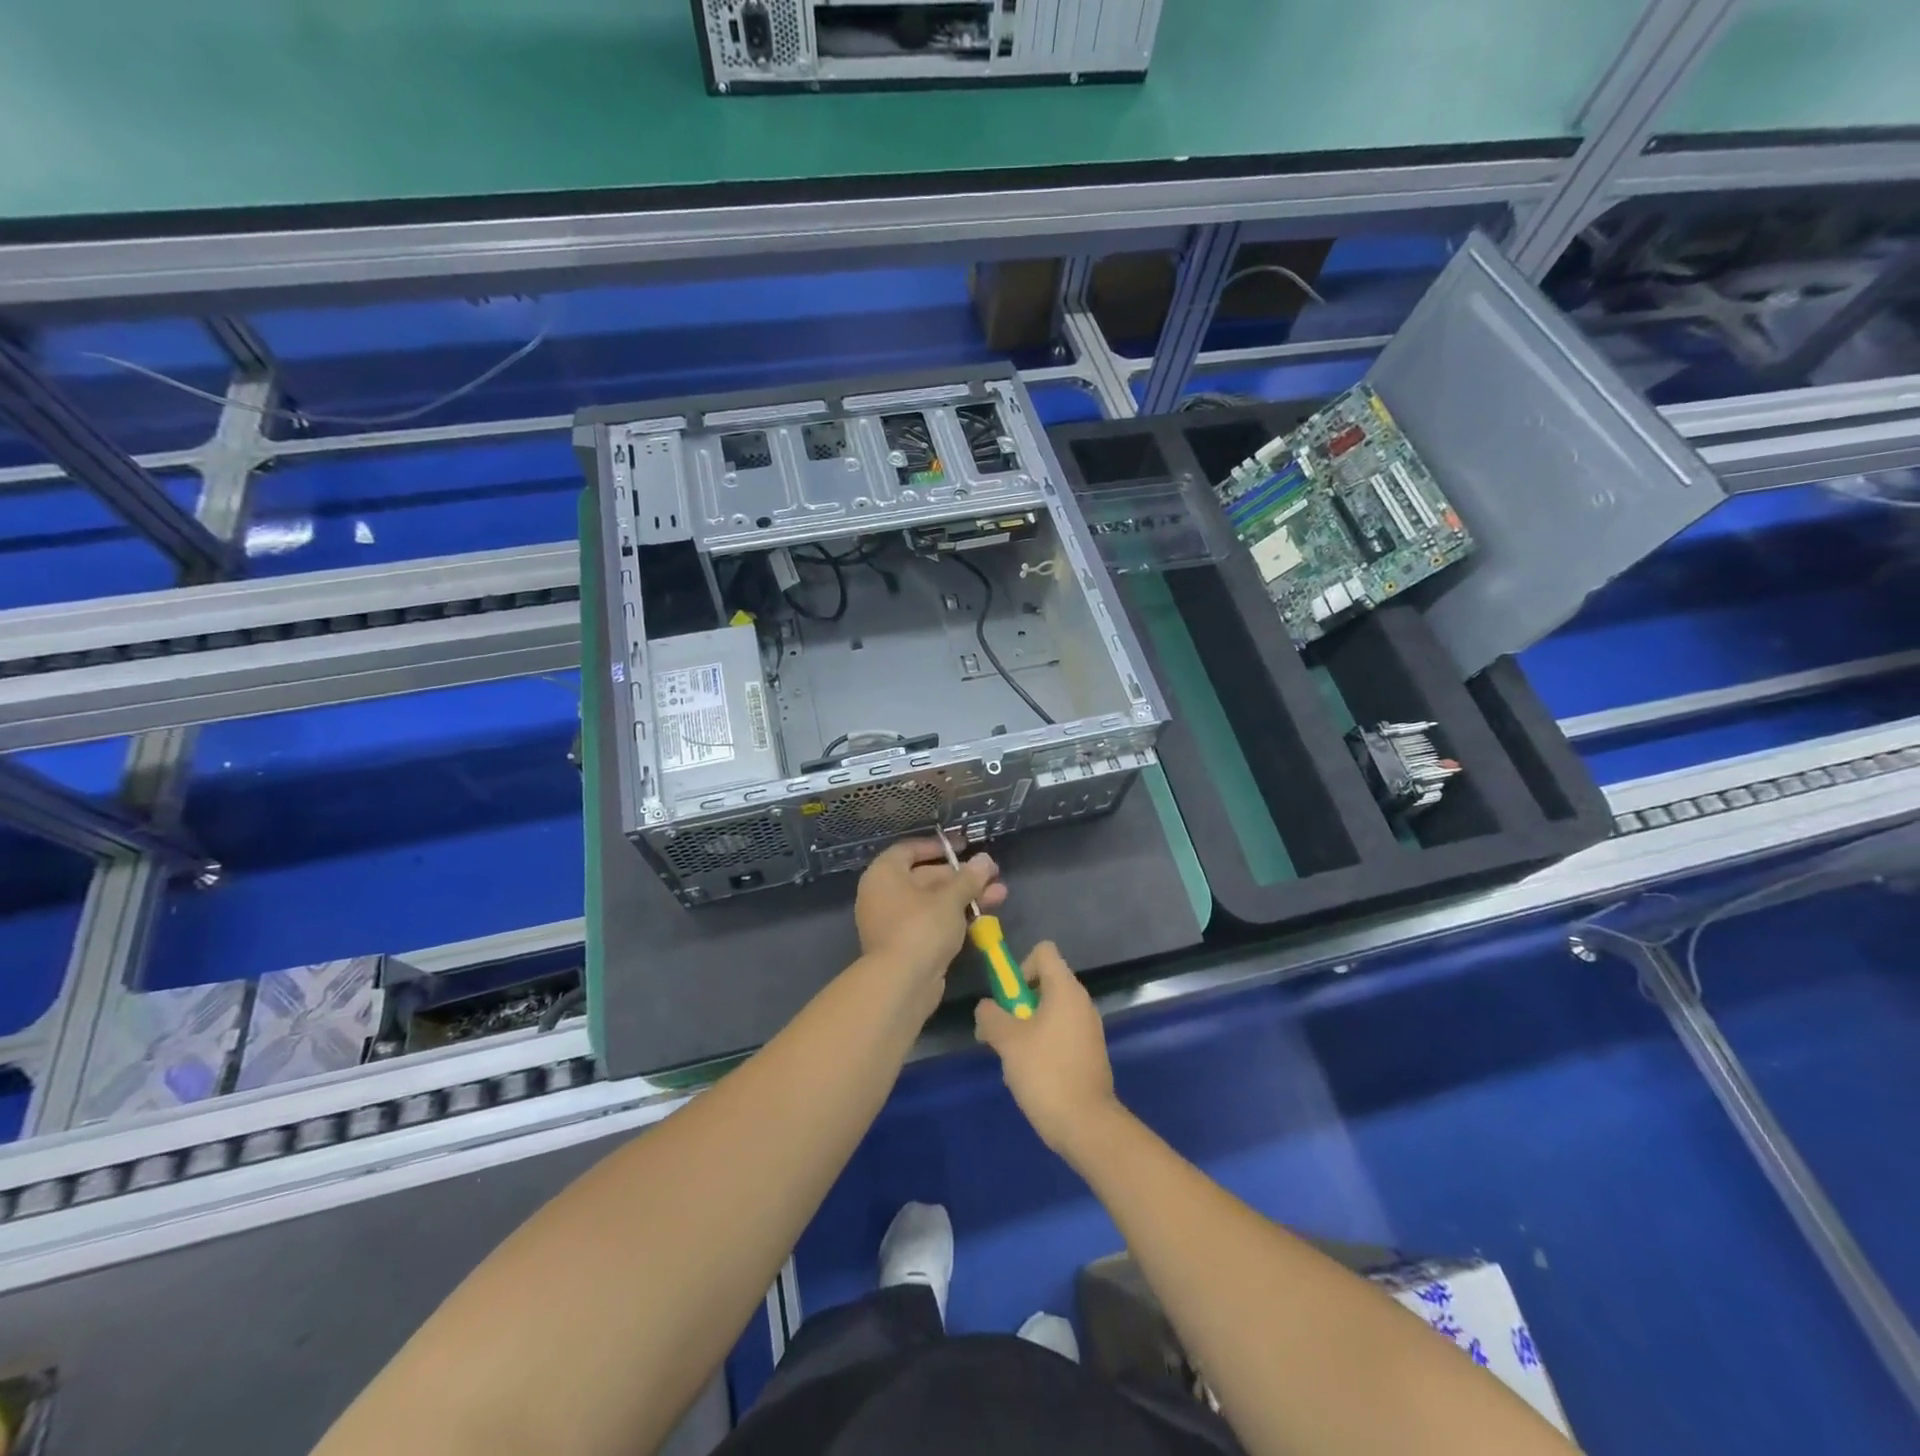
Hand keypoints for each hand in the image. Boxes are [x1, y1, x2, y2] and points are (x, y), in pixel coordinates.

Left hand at [855, 837, 1006, 981]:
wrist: (901, 984)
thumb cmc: (921, 928)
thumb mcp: (949, 899)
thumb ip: (969, 878)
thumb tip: (985, 860)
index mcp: (884, 874)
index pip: (909, 850)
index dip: (938, 846)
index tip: (964, 847)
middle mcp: (884, 895)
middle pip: (926, 877)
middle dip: (962, 876)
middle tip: (993, 874)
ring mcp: (895, 922)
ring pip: (934, 902)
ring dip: (965, 897)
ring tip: (1000, 894)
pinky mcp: (908, 945)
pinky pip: (933, 923)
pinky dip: (956, 917)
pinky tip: (985, 917)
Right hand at [973, 942, 1120, 1154]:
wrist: (1086, 1124)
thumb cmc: (1045, 1072)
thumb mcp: (1007, 1041)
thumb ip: (990, 1016)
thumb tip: (987, 1008)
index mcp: (1066, 989)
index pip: (1044, 951)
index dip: (1020, 967)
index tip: (1009, 998)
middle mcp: (1081, 1002)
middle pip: (1043, 984)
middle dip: (1018, 1005)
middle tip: (1003, 1034)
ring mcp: (1089, 1029)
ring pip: (1049, 1013)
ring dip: (1027, 1029)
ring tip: (1015, 1060)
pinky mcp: (1090, 1053)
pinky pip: (1060, 1035)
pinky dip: (1043, 1046)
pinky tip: (1032, 1076)